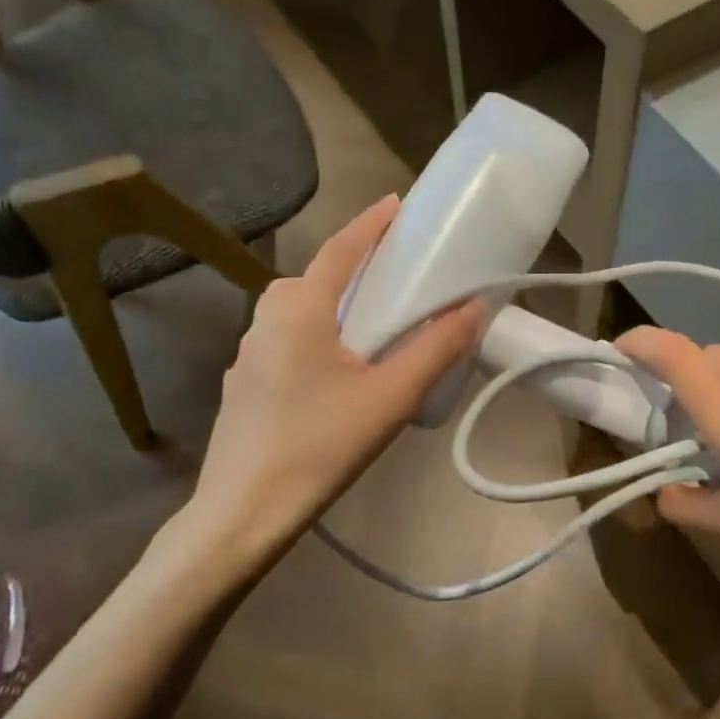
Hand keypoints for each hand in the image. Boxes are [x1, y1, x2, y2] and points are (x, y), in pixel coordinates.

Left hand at [175, 196, 483, 569]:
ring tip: (376, 328)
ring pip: (299, 312)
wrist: (243, 513)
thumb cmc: (320, 446)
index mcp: (298, 309)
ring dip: (336, 306)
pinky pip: (289, 342)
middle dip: (355, 268)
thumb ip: (436, 349)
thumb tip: (476, 306)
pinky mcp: (245, 385)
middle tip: (398, 277)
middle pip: (316, 279)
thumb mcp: (391, 398)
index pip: (340, 249)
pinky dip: (319, 337)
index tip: (398, 205)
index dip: (371, 224)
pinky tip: (341, 375)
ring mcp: (248, 354)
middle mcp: (266, 320)